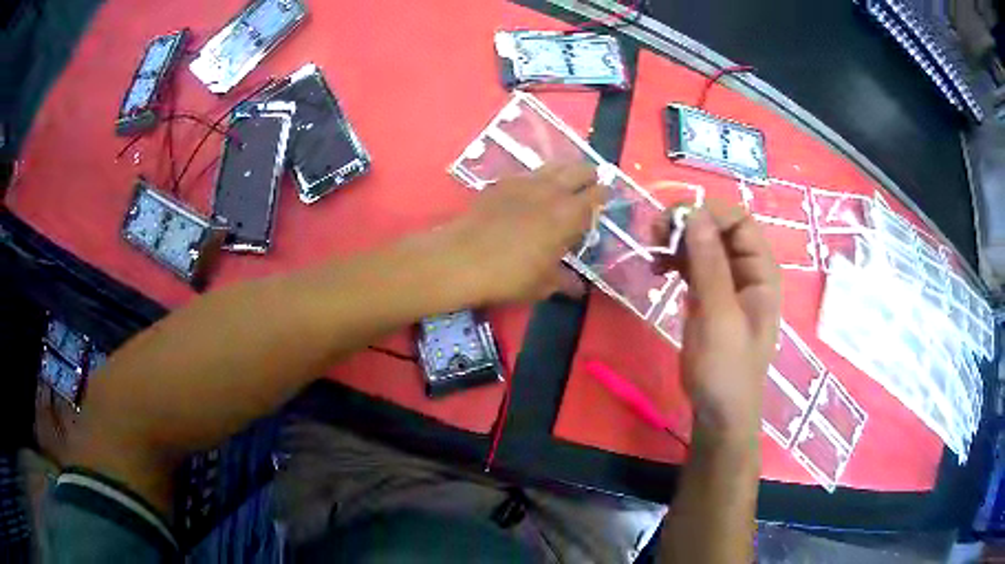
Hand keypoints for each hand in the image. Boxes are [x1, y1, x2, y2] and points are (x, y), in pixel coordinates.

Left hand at [437, 164, 604, 304]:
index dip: (604, 194)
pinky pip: (527, 173)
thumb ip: (565, 282)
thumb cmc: (510, 275)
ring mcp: (525, 183)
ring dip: (565, 170)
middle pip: (578, 170)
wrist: (462, 259)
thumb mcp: (543, 285)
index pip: (596, 195)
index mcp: (569, 215)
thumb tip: (579, 288)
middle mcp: (551, 191)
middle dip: (589, 175)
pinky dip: (537, 177)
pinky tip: (532, 187)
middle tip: (591, 182)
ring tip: (566, 179)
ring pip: (553, 166)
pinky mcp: (502, 183)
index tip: (606, 197)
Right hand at [657, 201, 780, 446]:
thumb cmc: (726, 368)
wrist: (718, 411)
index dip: (709, 214)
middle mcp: (746, 270)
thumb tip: (693, 212)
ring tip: (651, 253)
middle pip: (718, 228)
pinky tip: (657, 269)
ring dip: (677, 241)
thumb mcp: (719, 316)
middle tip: (653, 235)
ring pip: (702, 244)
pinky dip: (673, 261)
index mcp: (761, 271)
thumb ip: (709, 264)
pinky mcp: (708, 296)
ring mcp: (727, 283)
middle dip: (687, 225)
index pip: (739, 221)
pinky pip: (692, 264)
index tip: (673, 223)